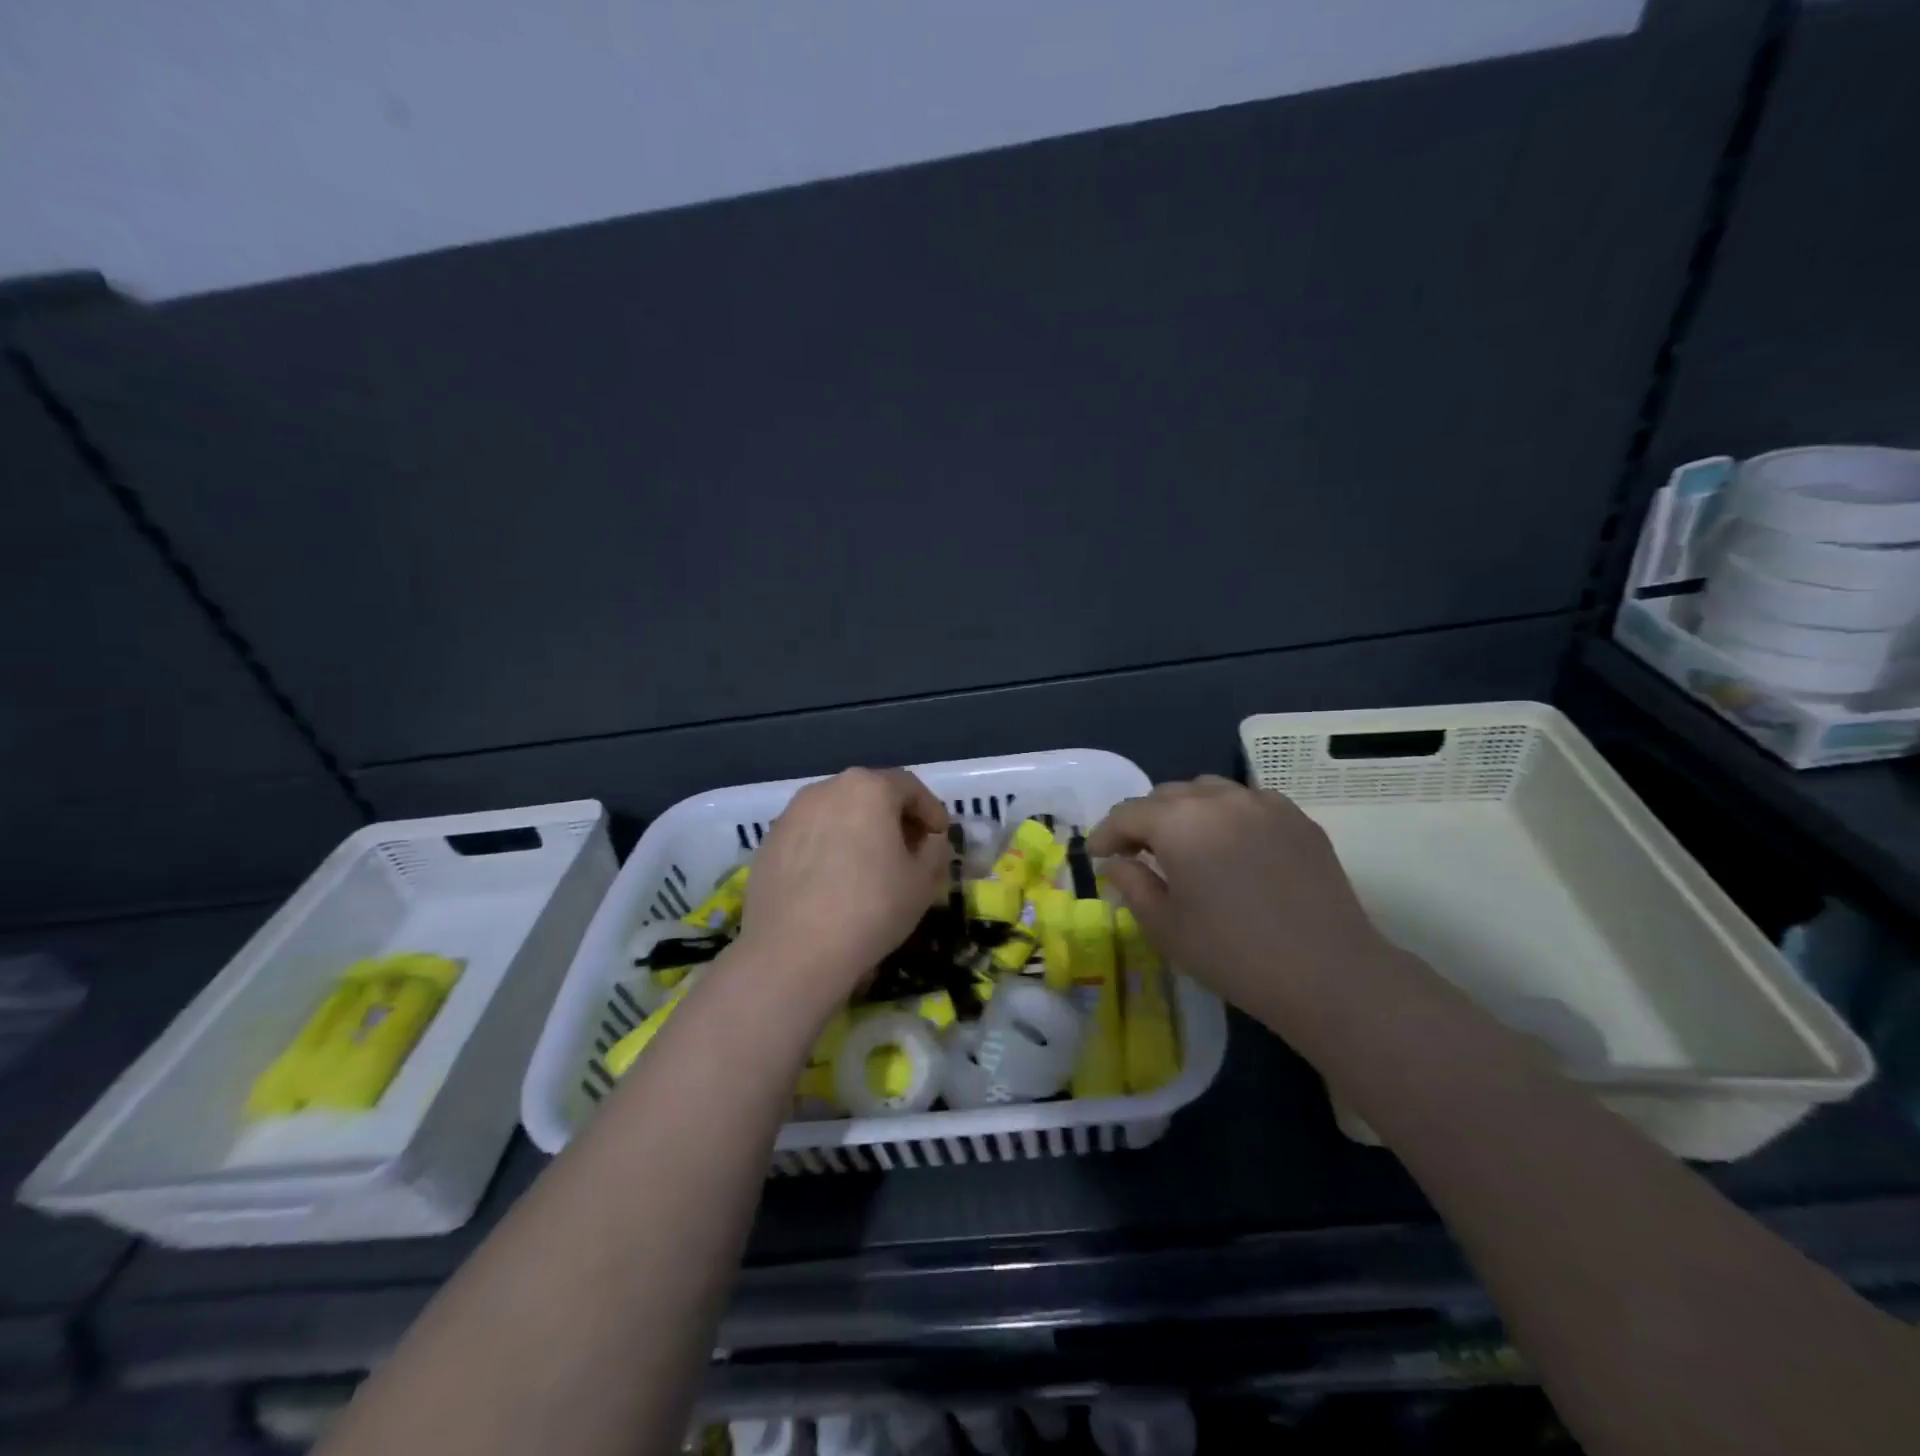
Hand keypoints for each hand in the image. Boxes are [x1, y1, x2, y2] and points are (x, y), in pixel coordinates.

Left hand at [736, 768, 949, 1003]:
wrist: (793, 951)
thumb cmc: (871, 909)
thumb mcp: (922, 883)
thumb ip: (935, 851)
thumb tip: (930, 841)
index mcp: (869, 788)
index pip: (910, 787)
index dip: (931, 810)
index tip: (940, 836)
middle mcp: (827, 789)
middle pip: (870, 794)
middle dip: (894, 818)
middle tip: (909, 850)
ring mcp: (792, 813)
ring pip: (837, 812)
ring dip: (859, 831)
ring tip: (869, 866)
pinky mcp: (769, 841)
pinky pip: (810, 835)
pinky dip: (828, 847)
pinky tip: (833, 881)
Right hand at [1088, 776, 1398, 1037]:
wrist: (1327, 973)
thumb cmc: (1232, 953)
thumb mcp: (1165, 925)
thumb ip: (1131, 884)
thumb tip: (1117, 863)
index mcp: (1180, 821)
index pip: (1128, 813)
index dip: (1105, 833)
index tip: (1097, 856)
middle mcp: (1220, 799)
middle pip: (1167, 795)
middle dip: (1145, 820)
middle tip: (1137, 854)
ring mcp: (1264, 804)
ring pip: (1209, 792)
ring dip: (1186, 812)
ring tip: (1185, 845)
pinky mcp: (1297, 819)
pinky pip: (1247, 803)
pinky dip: (1226, 817)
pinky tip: (1231, 849)